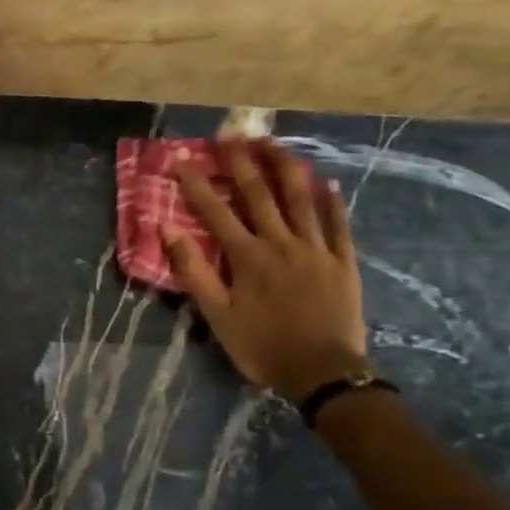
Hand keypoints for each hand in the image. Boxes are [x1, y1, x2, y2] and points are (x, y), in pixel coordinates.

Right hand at [164, 136, 369, 402]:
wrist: (323, 373)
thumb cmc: (262, 346)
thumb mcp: (217, 315)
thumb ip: (193, 271)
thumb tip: (167, 230)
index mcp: (247, 257)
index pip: (215, 211)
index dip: (197, 183)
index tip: (183, 158)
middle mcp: (281, 243)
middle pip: (259, 194)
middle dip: (242, 163)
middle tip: (231, 136)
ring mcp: (316, 250)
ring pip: (301, 200)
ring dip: (286, 168)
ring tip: (275, 143)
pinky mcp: (343, 262)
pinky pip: (338, 225)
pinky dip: (332, 202)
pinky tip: (327, 183)